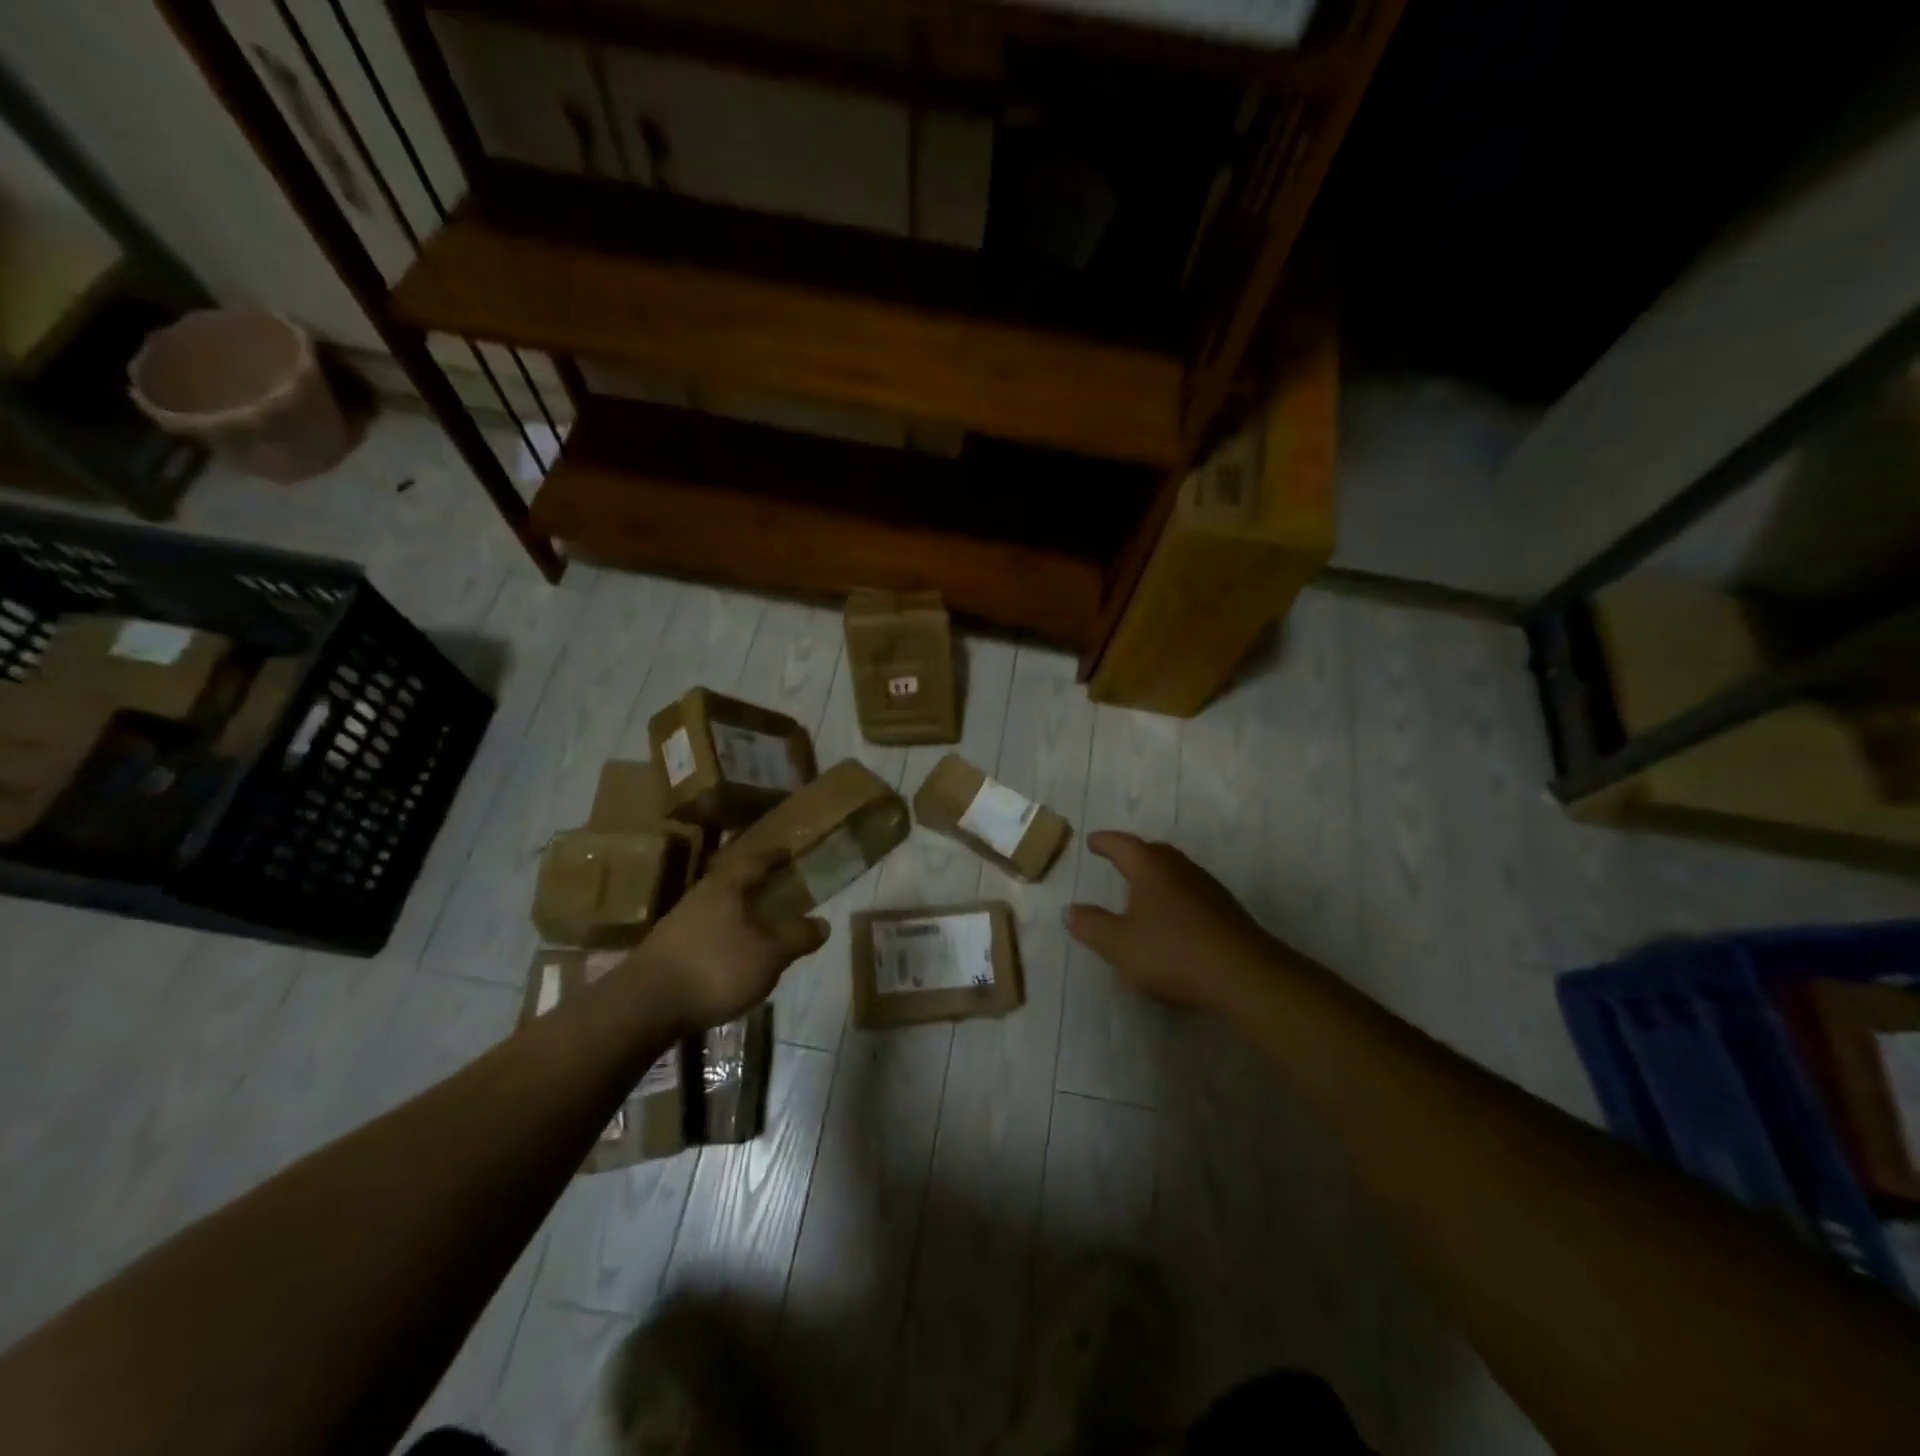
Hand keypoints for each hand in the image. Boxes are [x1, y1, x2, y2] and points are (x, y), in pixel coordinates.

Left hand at [635, 848, 827, 1030]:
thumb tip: (824, 923)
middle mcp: (700, 896)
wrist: (645, 1006)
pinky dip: (723, 936)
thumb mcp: (769, 955)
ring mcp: (678, 923)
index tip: (790, 854)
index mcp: (727, 886)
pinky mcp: (666, 951)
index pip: (756, 861)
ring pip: (717, 908)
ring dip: (738, 913)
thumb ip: (797, 937)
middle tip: (778, 889)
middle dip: (755, 885)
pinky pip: (704, 933)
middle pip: (733, 882)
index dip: (775, 857)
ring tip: (758, 925)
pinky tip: (731, 955)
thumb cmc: (715, 968)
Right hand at [1066, 831, 1278, 1013]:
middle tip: (1118, 857)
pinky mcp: (1226, 911)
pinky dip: (1174, 895)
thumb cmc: (1172, 952)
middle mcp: (1180, 868)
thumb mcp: (1118, 944)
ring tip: (1142, 887)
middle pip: (1153, 852)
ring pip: (1175, 871)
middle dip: (1133, 853)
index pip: (1122, 845)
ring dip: (1156, 874)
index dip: (1104, 843)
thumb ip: (1091, 925)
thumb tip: (1071, 910)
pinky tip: (1172, 916)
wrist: (1243, 975)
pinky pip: (1191, 892)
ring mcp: (1207, 888)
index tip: (1092, 841)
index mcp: (1151, 868)